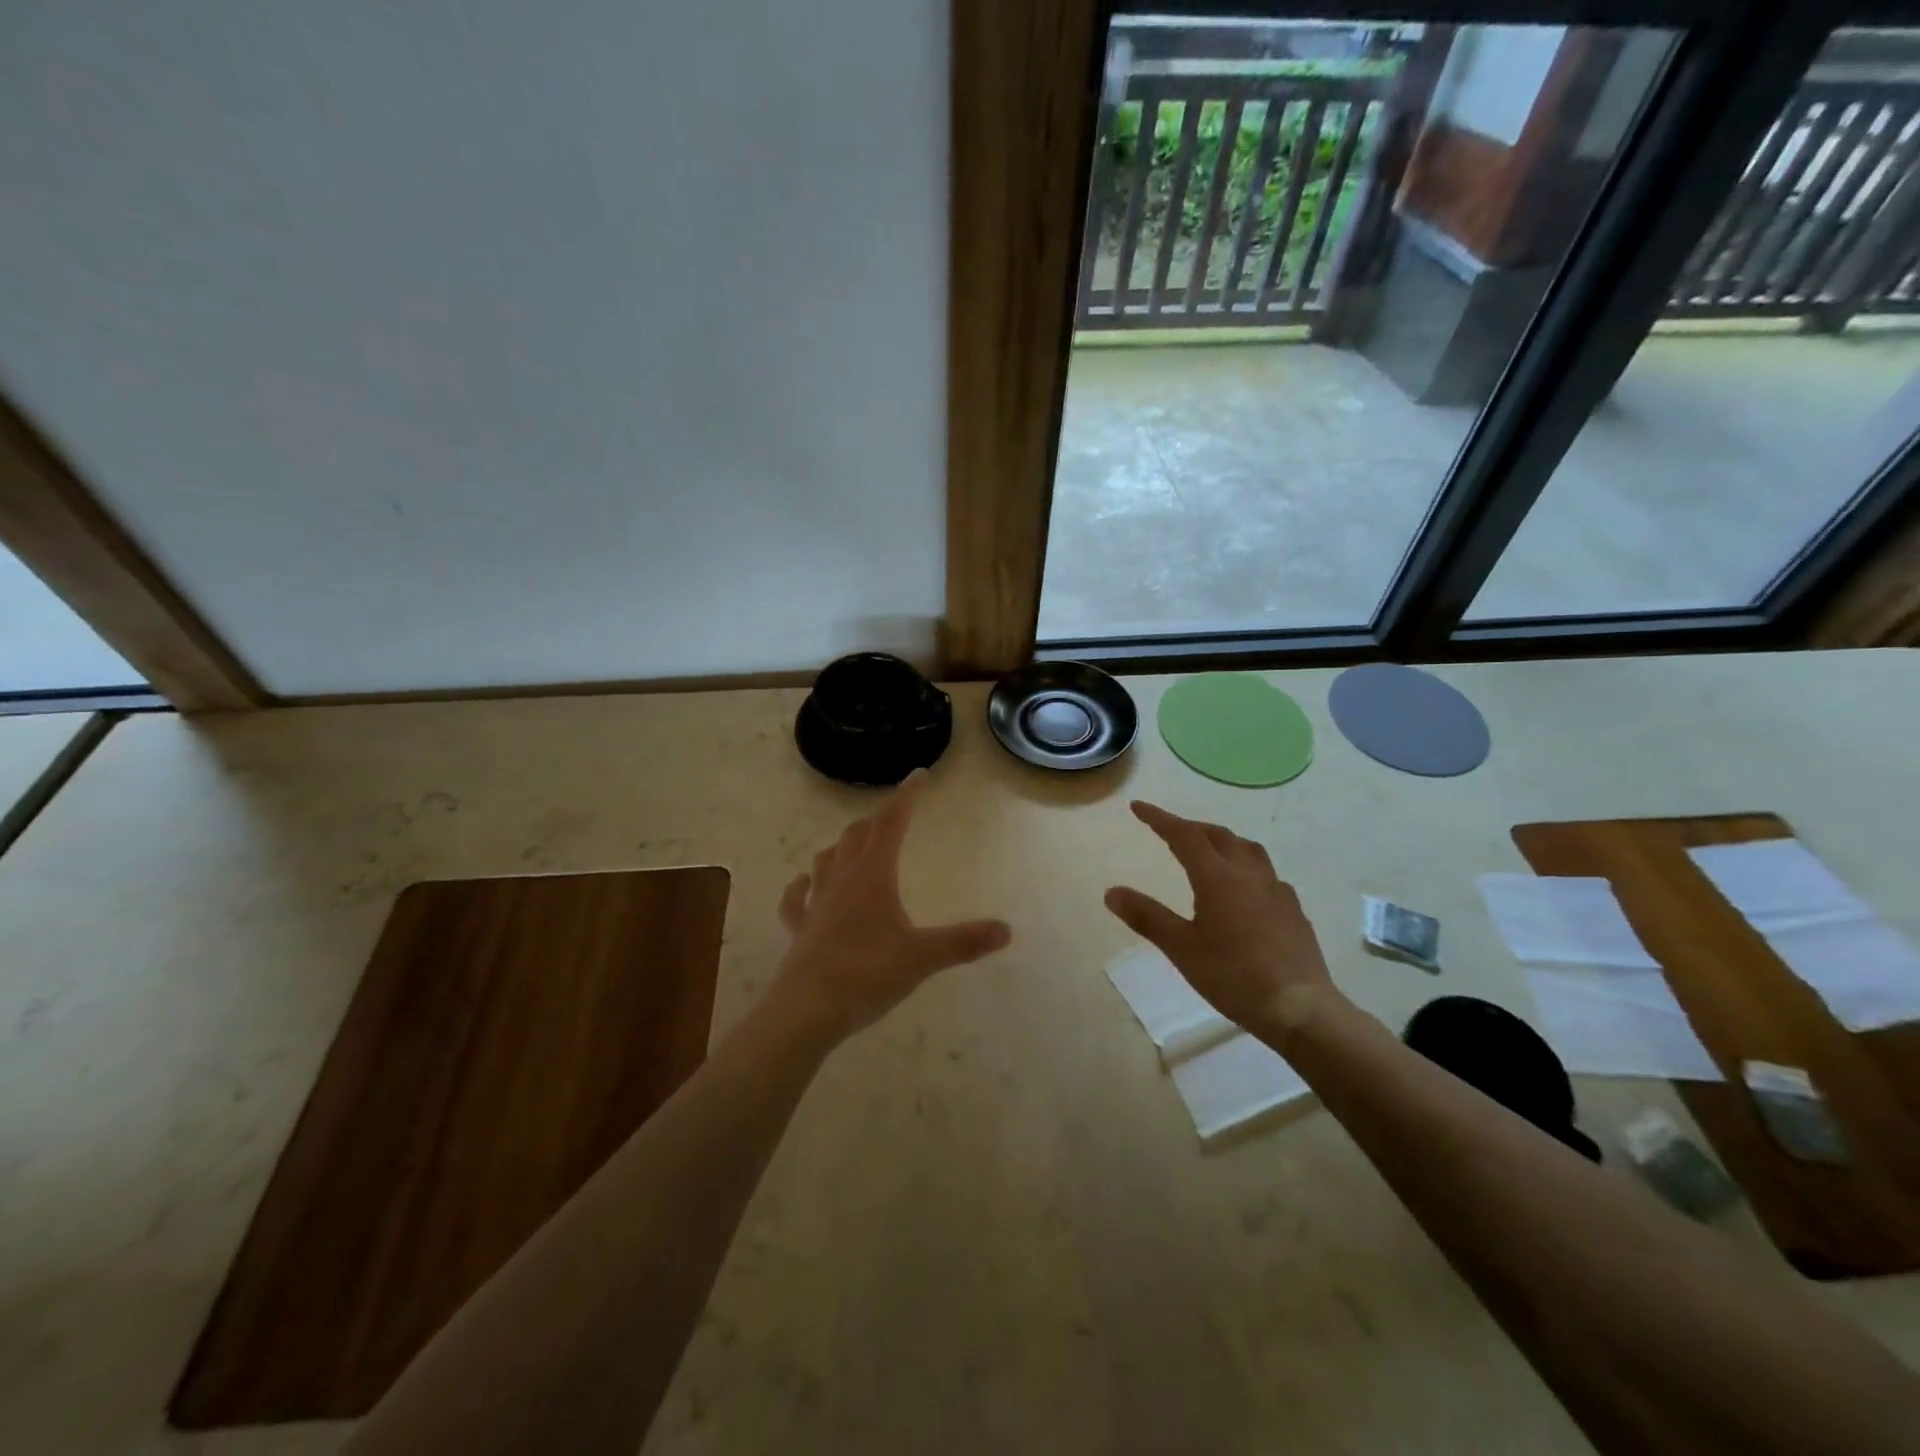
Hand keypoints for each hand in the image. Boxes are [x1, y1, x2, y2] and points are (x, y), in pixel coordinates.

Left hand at [773, 769, 1012, 1039]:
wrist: (807, 1010)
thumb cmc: (867, 974)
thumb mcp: (922, 958)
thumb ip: (963, 942)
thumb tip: (1006, 930)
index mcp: (873, 876)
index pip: (891, 823)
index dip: (906, 797)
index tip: (918, 776)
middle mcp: (842, 880)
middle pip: (857, 836)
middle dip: (876, 822)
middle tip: (893, 818)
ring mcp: (816, 903)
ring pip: (826, 859)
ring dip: (842, 847)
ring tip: (855, 845)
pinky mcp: (799, 929)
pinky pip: (795, 899)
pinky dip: (802, 887)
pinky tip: (804, 884)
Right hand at [1105, 801, 1339, 1038]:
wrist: (1299, 1008)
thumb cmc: (1233, 976)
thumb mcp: (1181, 948)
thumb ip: (1147, 917)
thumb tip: (1112, 892)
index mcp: (1217, 877)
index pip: (1184, 835)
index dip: (1159, 818)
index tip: (1138, 806)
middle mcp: (1248, 874)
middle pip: (1217, 836)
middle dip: (1190, 827)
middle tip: (1169, 830)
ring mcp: (1276, 890)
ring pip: (1247, 849)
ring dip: (1222, 841)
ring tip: (1209, 849)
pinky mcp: (1293, 910)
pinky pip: (1266, 874)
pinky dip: (1246, 867)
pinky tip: (1245, 888)